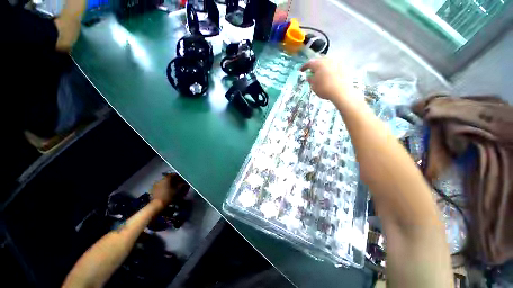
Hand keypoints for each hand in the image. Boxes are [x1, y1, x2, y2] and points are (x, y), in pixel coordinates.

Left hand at [150, 173, 188, 206]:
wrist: (158, 204)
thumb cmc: (169, 196)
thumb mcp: (178, 189)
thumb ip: (182, 184)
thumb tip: (186, 182)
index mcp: (167, 178)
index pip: (174, 174)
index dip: (180, 176)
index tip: (183, 179)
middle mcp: (161, 179)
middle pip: (169, 178)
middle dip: (174, 180)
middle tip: (179, 183)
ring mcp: (156, 184)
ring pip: (165, 182)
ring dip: (169, 183)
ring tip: (173, 187)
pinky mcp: (153, 189)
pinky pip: (161, 186)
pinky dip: (165, 187)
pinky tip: (168, 191)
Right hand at [300, 58, 352, 101]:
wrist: (341, 92)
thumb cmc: (324, 89)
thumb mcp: (313, 86)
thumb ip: (310, 80)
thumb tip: (309, 76)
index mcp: (318, 64)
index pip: (309, 63)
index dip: (304, 67)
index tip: (301, 71)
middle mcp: (328, 60)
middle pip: (319, 60)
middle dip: (314, 65)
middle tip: (311, 71)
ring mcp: (337, 62)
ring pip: (327, 61)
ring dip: (323, 66)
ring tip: (321, 73)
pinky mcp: (344, 66)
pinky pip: (334, 65)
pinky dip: (330, 69)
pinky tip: (329, 75)